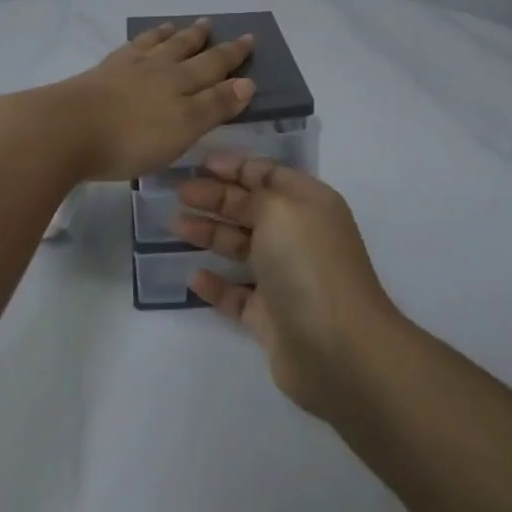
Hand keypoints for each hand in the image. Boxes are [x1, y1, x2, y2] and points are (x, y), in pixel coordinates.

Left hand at [37, 20, 254, 181]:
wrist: (65, 130)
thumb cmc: (131, 138)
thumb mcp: (183, 128)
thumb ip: (215, 105)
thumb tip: (247, 82)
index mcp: (180, 84)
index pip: (213, 66)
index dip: (232, 56)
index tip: (248, 39)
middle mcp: (156, 69)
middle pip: (184, 50)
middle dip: (202, 39)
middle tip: (211, 23)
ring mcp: (124, 69)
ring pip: (153, 45)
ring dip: (168, 35)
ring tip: (174, 25)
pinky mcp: (98, 75)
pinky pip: (125, 50)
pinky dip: (137, 42)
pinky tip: (134, 44)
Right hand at [175, 156, 401, 420]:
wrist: (337, 347)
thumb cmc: (307, 264)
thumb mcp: (280, 210)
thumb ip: (255, 195)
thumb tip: (243, 198)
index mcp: (309, 204)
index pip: (269, 175)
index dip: (235, 167)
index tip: (199, 164)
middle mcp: (298, 236)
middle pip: (251, 209)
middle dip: (216, 198)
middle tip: (179, 194)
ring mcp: (285, 279)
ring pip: (241, 249)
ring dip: (210, 234)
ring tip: (175, 225)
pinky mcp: (271, 317)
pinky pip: (238, 294)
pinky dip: (217, 285)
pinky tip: (194, 277)